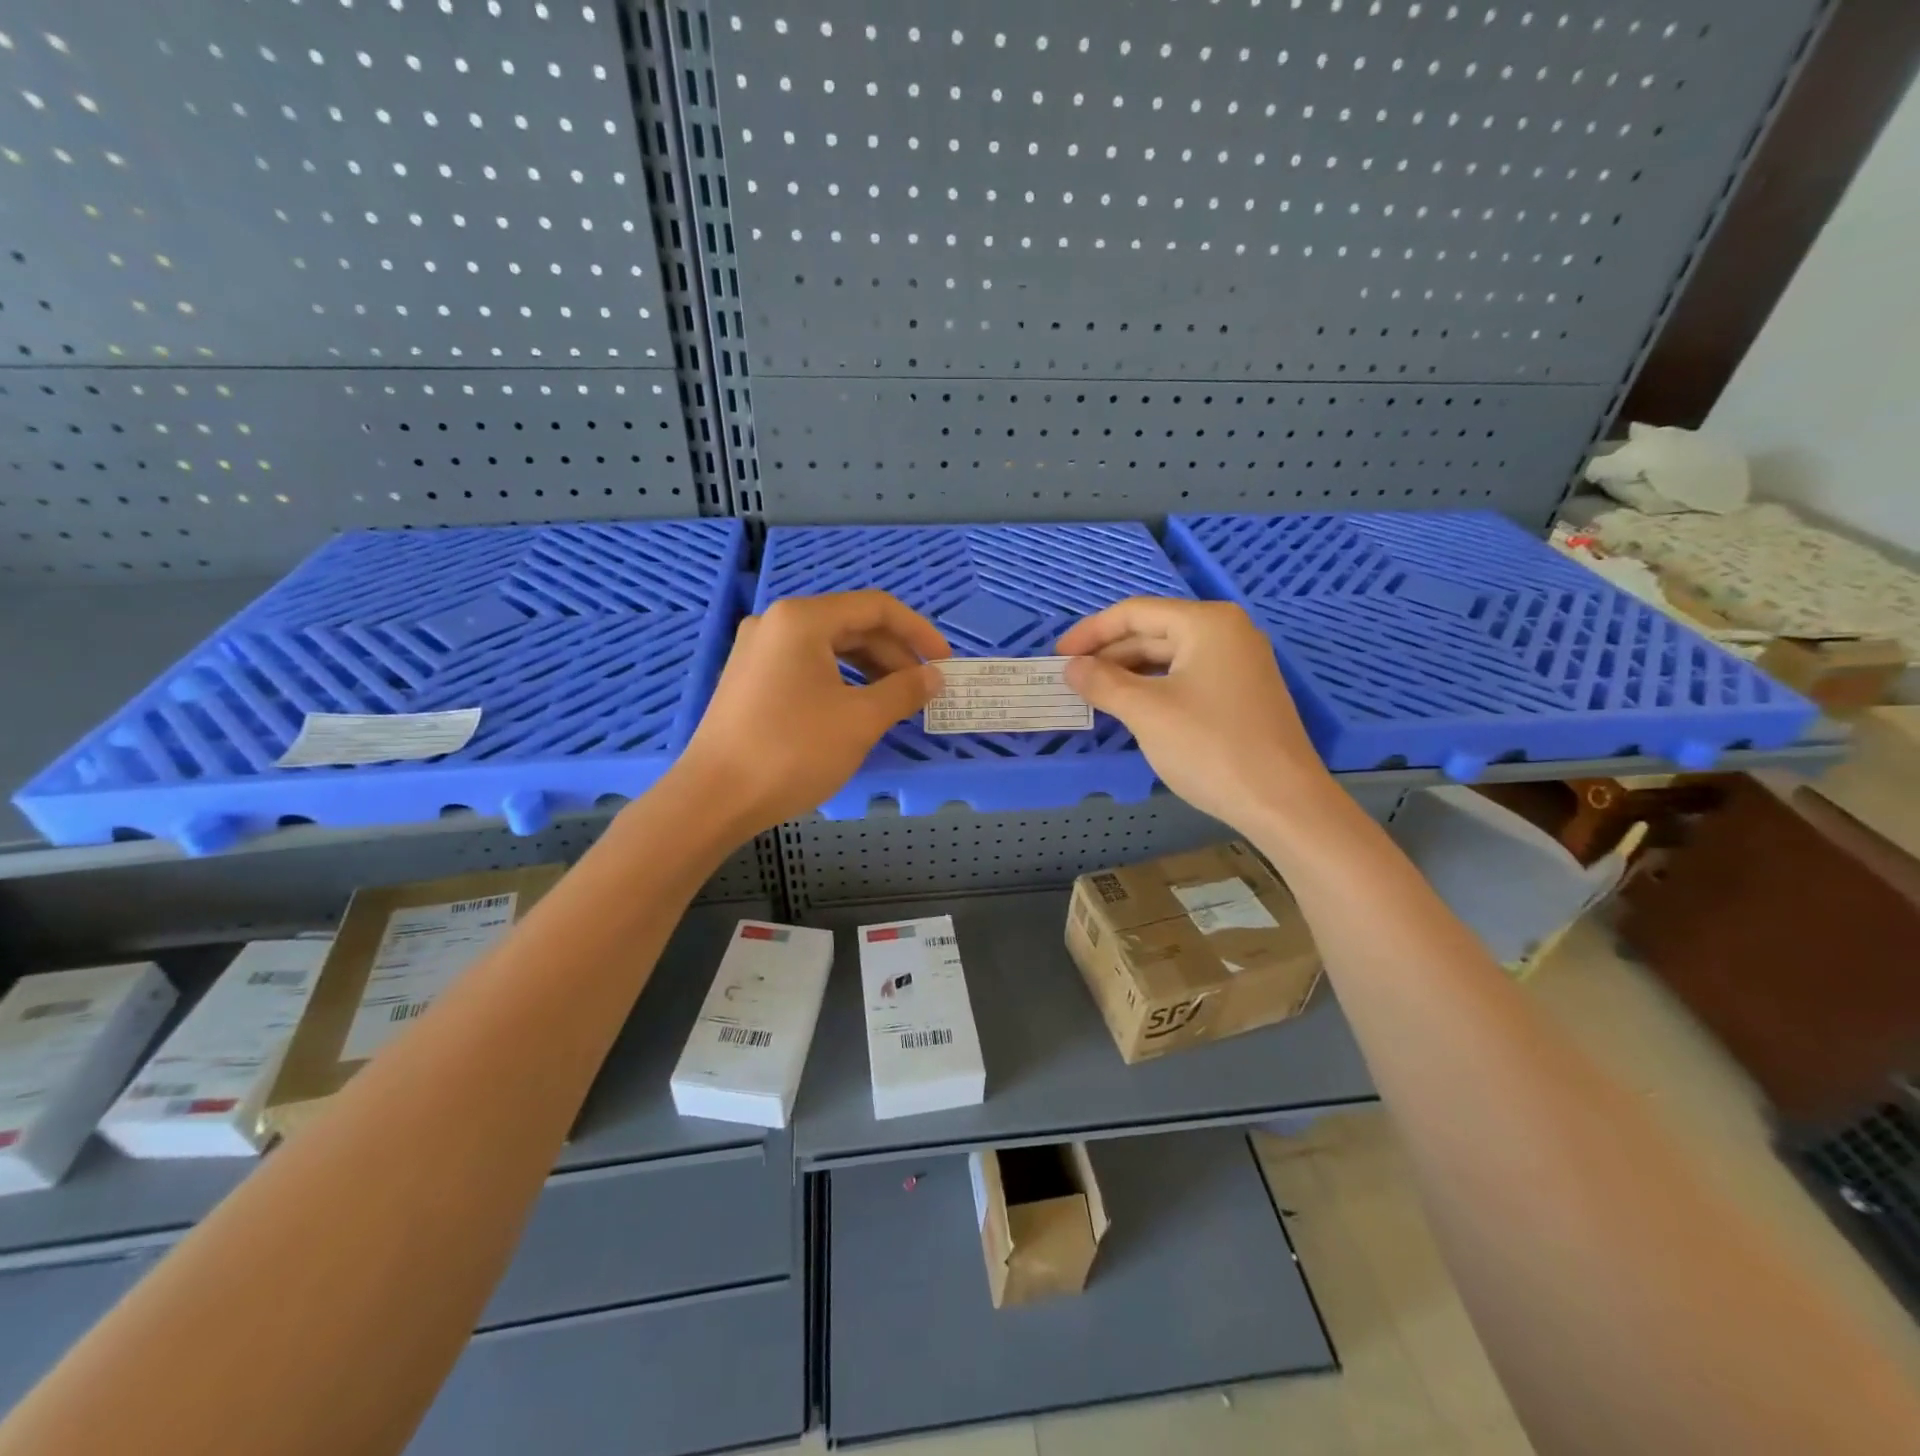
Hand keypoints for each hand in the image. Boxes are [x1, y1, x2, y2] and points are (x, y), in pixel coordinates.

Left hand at [674, 591, 948, 833]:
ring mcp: (759, 650)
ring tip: (897, 700)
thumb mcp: (860, 721)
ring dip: (871, 668)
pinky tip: (858, 707)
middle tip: (923, 688)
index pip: (876, 607)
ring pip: (830, 647)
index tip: (945, 663)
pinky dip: (842, 680)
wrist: (714, 798)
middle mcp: (778, 623)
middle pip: (852, 625)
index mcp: (803, 619)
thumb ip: (903, 691)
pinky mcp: (750, 678)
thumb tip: (934, 677)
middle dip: (895, 654)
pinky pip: (808, 666)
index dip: (919, 631)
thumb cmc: (792, 752)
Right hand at [1057, 598, 1332, 831]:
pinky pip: (1186, 678)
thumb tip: (1071, 667)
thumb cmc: (1210, 748)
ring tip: (1093, 695)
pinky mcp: (1241, 693)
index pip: (1135, 613)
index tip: (1058, 656)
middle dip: (1108, 654)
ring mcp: (1238, 663)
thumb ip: (1103, 683)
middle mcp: (1226, 632)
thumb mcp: (1146, 712)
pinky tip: (1130, 709)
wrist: (1282, 802)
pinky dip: (1153, 689)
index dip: (1091, 632)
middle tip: (1071, 679)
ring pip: (1169, 658)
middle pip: (1153, 632)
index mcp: (1206, 623)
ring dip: (1128, 674)